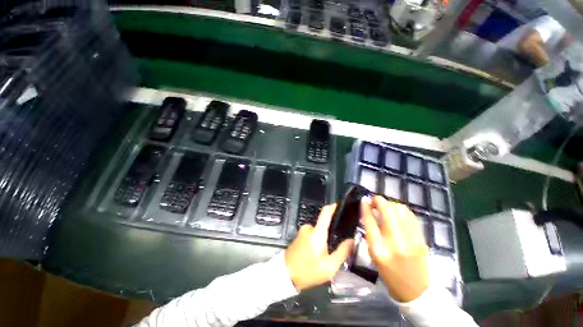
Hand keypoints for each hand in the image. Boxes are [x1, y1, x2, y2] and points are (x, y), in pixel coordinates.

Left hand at [285, 204, 353, 290]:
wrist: (285, 275)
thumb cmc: (308, 271)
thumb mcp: (329, 267)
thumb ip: (342, 252)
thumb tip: (351, 240)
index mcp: (317, 232)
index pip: (325, 212)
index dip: (334, 206)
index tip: (343, 205)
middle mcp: (309, 227)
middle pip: (324, 224)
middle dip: (331, 231)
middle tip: (339, 243)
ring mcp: (303, 231)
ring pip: (318, 230)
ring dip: (324, 237)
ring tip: (328, 251)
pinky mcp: (299, 235)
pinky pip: (312, 233)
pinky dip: (318, 239)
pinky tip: (319, 251)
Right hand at [361, 196, 429, 302]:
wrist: (418, 291)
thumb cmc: (390, 274)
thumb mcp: (374, 255)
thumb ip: (370, 233)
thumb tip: (369, 213)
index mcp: (378, 248)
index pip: (369, 220)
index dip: (365, 207)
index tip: (364, 200)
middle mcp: (394, 241)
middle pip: (386, 210)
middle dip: (378, 200)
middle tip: (374, 200)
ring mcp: (410, 239)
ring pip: (399, 209)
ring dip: (390, 204)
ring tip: (386, 207)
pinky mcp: (421, 238)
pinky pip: (410, 216)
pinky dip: (402, 209)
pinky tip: (397, 212)